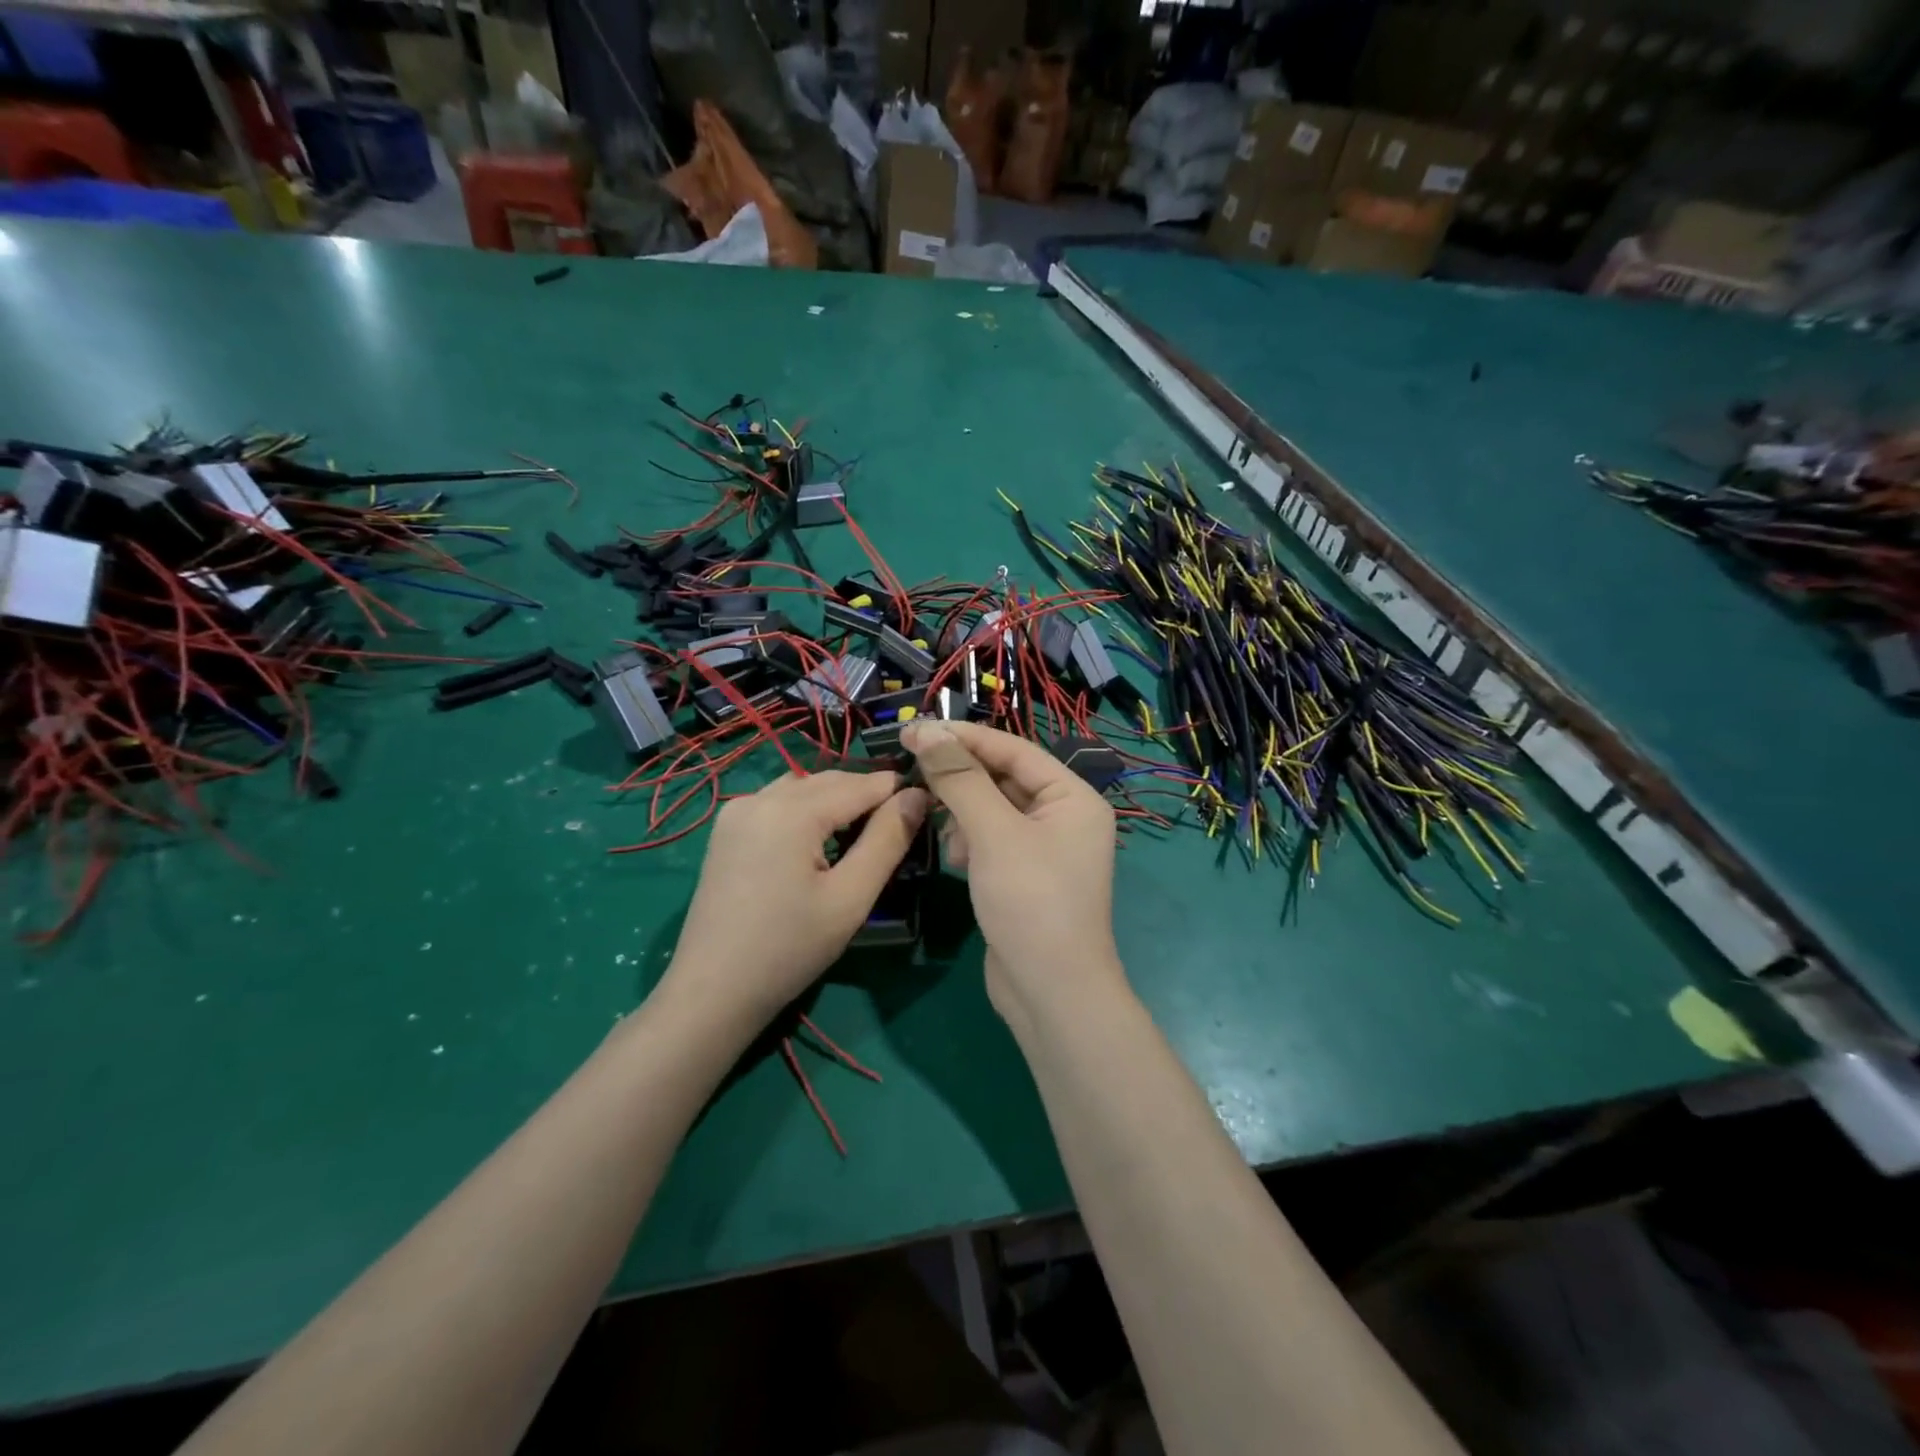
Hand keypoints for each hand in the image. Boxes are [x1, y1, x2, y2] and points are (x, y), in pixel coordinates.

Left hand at [660, 770, 928, 1025]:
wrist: (712, 991)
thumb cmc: (789, 949)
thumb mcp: (851, 898)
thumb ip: (887, 841)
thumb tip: (917, 796)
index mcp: (791, 811)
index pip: (861, 784)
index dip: (898, 791)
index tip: (927, 807)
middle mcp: (760, 797)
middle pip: (830, 780)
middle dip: (867, 794)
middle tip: (900, 824)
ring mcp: (737, 811)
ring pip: (803, 786)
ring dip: (837, 798)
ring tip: (863, 833)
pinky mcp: (726, 830)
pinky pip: (778, 801)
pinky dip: (807, 808)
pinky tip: (819, 839)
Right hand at [901, 720, 1126, 1018]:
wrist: (1050, 993)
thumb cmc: (1031, 902)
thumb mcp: (994, 833)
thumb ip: (960, 779)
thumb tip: (926, 731)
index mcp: (1073, 797)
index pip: (1013, 749)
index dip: (963, 738)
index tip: (914, 729)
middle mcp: (1064, 817)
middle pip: (1002, 778)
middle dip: (960, 778)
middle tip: (912, 771)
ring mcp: (1045, 849)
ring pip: (992, 810)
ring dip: (962, 812)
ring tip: (940, 827)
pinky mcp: (1024, 877)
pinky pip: (991, 840)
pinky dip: (970, 842)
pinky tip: (956, 859)